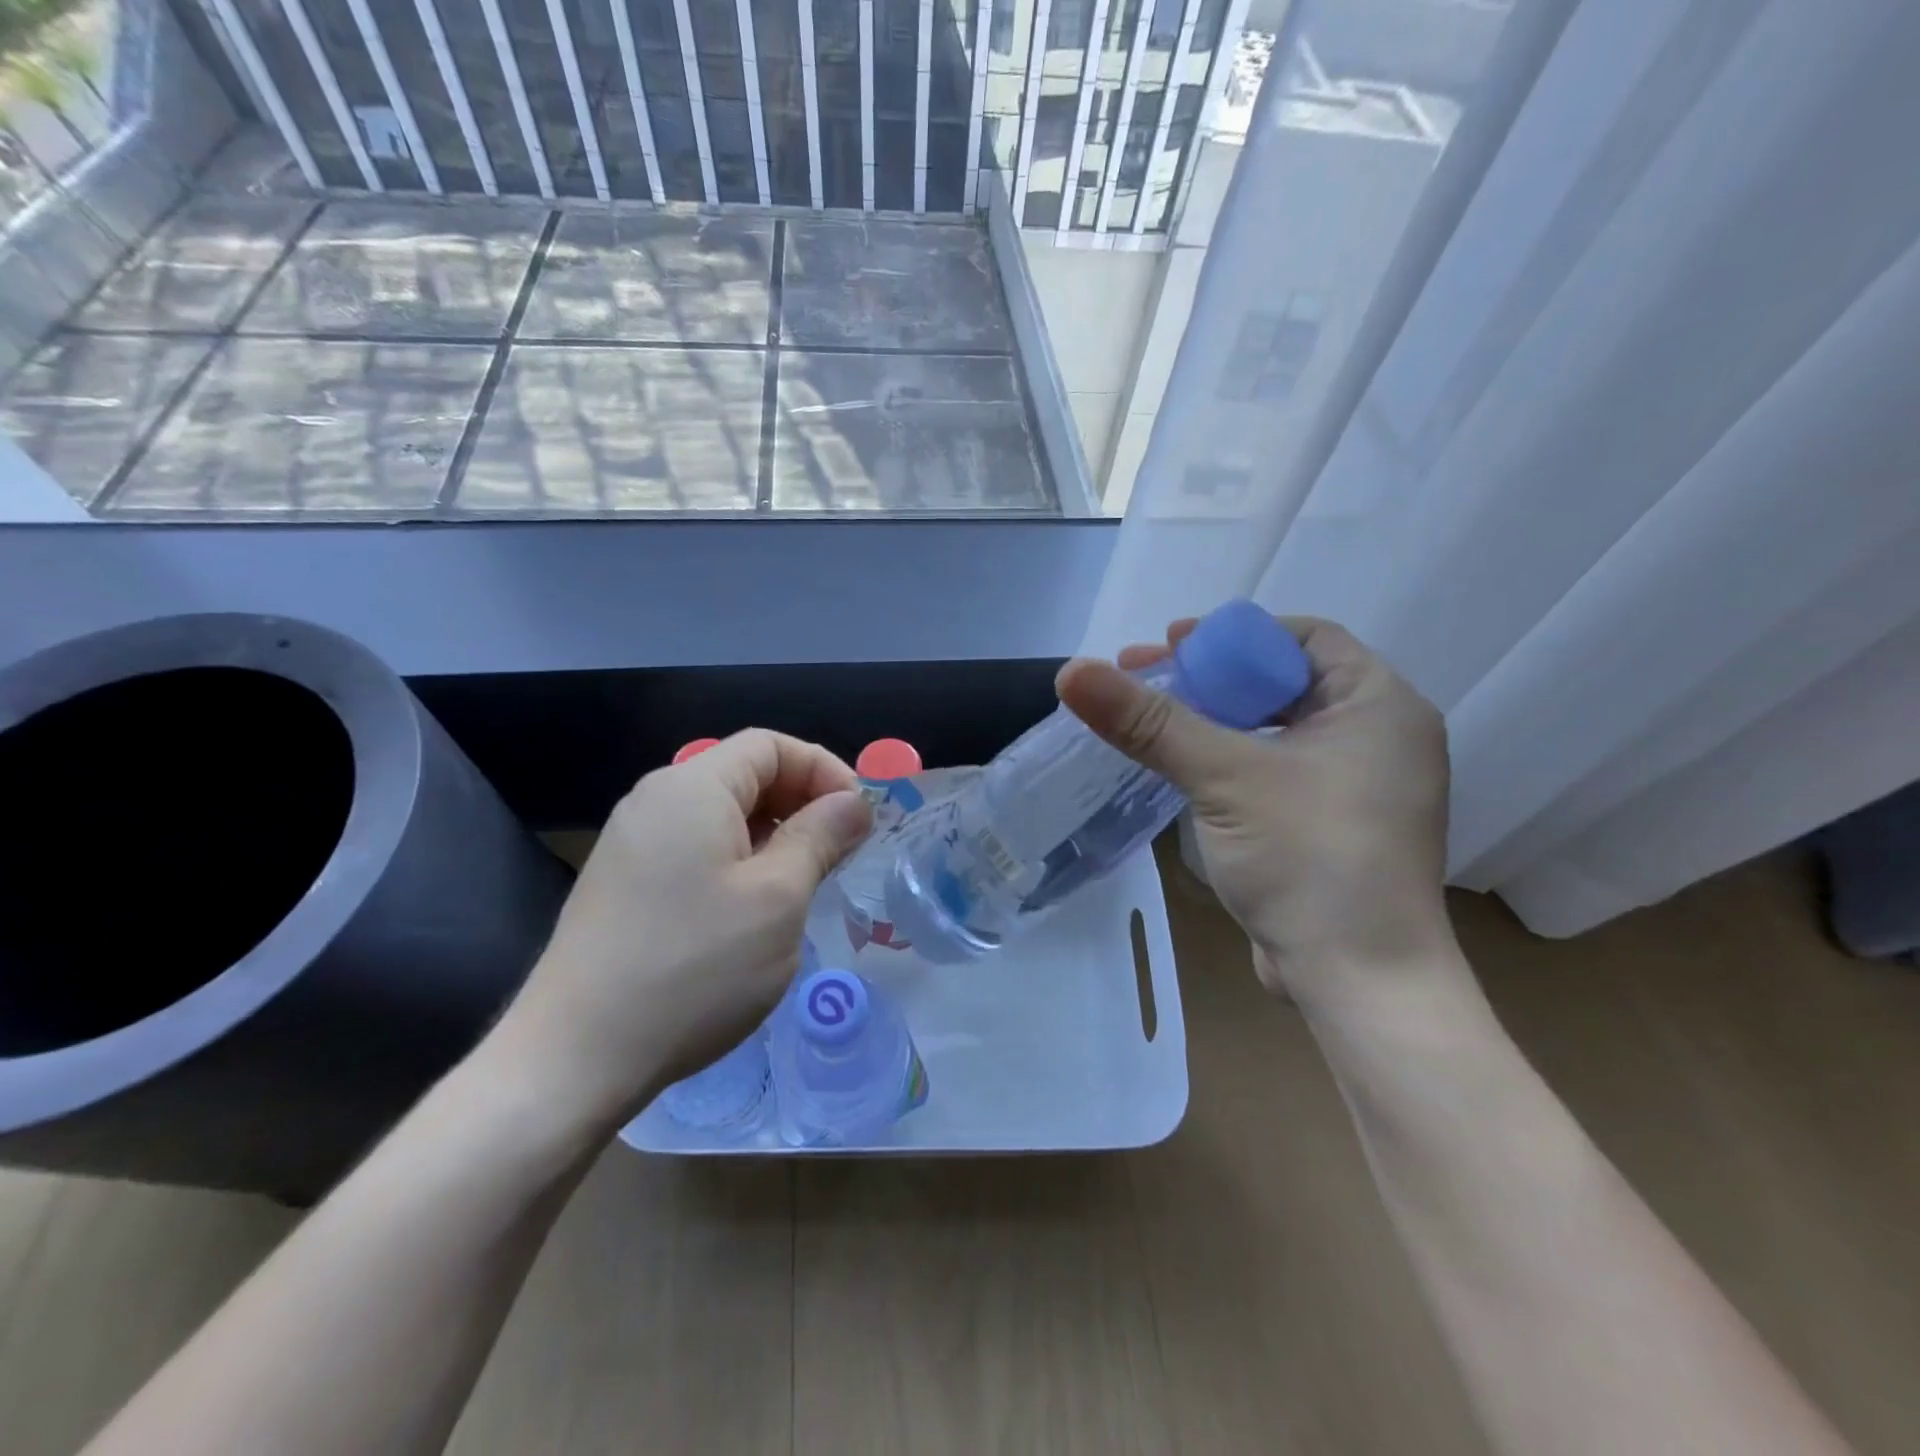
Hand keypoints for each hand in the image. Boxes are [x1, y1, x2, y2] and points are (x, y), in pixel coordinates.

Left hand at [494, 730, 871, 1124]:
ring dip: (773, 834)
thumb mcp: (778, 899)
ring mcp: (633, 841)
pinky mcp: (624, 881)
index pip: (770, 745)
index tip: (858, 817)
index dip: (823, 769)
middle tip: (840, 852)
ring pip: (722, 814)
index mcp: (692, 787)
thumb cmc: (694, 969)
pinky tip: (754, 907)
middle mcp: (656, 799)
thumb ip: (820, 837)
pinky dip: (738, 859)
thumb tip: (854, 802)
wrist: (574, 1058)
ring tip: (805, 881)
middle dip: (801, 802)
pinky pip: (695, 846)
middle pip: (745, 774)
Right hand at [1056, 616, 1454, 1006]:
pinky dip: (1229, 761)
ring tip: (1150, 722)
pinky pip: (1274, 772)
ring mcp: (1356, 788)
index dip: (1234, 636)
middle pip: (1282, 683)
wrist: (1360, 984)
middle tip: (1144, 679)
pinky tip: (1181, 768)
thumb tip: (1071, 671)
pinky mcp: (1330, 827)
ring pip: (1274, 731)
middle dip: (1212, 678)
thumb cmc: (1310, 859)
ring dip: (1214, 721)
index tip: (1173, 644)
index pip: (1304, 638)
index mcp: (1379, 705)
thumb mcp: (1225, 777)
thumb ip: (1149, 722)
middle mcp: (1377, 738)